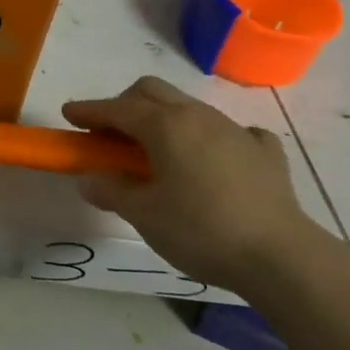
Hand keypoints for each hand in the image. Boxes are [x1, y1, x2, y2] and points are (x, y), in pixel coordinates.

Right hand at [64, 75, 331, 294]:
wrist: (282, 257)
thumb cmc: (200, 230)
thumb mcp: (143, 214)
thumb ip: (111, 190)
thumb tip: (90, 179)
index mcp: (165, 125)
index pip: (116, 108)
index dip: (89, 110)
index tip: (68, 115)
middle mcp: (198, 116)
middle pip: (152, 91)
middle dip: (124, 104)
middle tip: (109, 132)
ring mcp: (235, 131)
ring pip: (189, 108)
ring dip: (164, 119)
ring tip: (156, 151)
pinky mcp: (265, 153)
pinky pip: (233, 132)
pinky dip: (213, 140)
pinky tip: (213, 161)